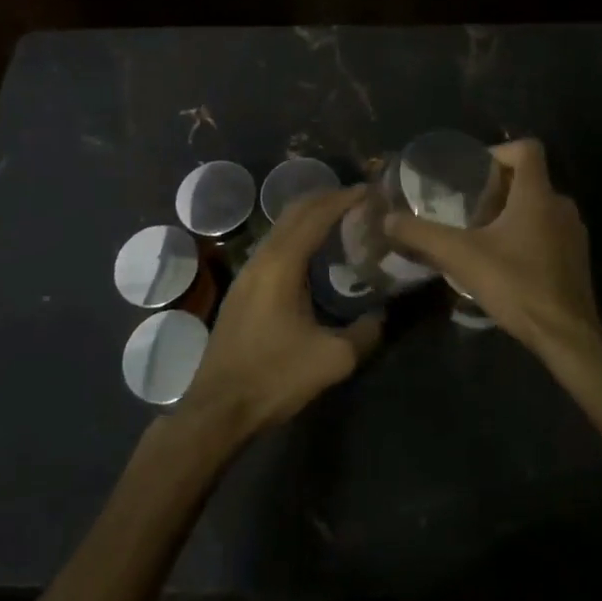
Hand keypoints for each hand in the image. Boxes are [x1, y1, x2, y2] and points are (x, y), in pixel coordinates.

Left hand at [180, 185, 381, 440]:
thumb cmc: (274, 377)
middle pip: (296, 211)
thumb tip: (384, 313)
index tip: (373, 191)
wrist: (218, 409)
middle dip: (328, 199)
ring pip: (282, 227)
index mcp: (282, 263)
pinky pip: (274, 245)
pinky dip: (298, 236)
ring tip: (343, 223)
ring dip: (311, 217)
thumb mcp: (333, 359)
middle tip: (362, 202)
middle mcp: (262, 257)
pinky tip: (315, 256)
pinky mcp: (242, 288)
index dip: (345, 198)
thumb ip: (366, 331)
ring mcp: (247, 271)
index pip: (317, 214)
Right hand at [382, 139, 601, 368]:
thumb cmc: (516, 284)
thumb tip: (388, 219)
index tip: (473, 172)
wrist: (566, 335)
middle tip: (467, 207)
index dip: (498, 152)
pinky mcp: (576, 258)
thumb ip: (422, 234)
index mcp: (537, 194)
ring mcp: (573, 233)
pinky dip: (526, 235)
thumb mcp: (460, 256)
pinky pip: (548, 231)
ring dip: (511, 213)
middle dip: (497, 188)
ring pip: (538, 207)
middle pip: (528, 179)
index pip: (526, 149)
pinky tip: (504, 262)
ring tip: (480, 235)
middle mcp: (560, 205)